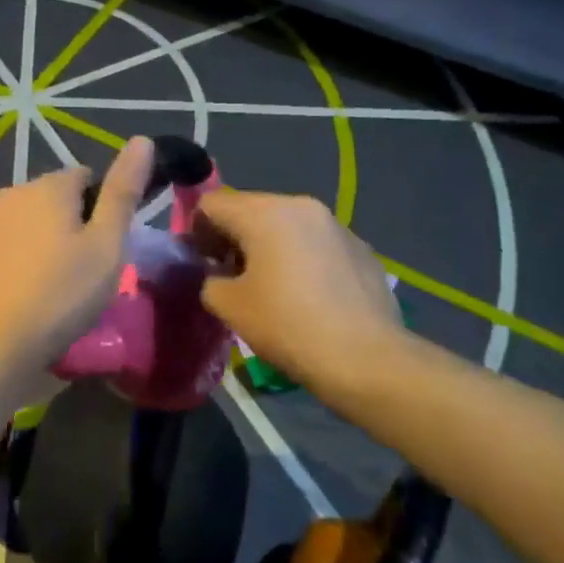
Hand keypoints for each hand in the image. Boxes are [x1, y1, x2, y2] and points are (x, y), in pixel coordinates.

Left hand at [0, 136, 154, 391]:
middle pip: (58, 200)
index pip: (87, 178)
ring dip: (50, 246)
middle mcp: (13, 193)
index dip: (104, 209)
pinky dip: (25, 264)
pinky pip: (12, 248)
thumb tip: (143, 140)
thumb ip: (123, 192)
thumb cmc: (58, 295)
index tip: (109, 248)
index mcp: (48, 186)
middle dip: (76, 227)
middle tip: (89, 273)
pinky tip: (31, 298)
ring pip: (33, 225)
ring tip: (61, 291)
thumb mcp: (106, 245)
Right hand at [195, 191, 401, 395]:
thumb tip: (217, 275)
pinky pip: (316, 243)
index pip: (212, 204)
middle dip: (234, 238)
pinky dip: (302, 258)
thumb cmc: (288, 326)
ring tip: (273, 288)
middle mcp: (301, 205)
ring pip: (286, 225)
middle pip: (250, 209)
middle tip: (232, 278)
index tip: (202, 265)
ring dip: (269, 246)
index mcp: (264, 212)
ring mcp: (336, 225)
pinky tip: (309, 296)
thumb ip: (210, 281)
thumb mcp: (229, 307)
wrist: (366, 359)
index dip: (197, 231)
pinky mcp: (361, 247)